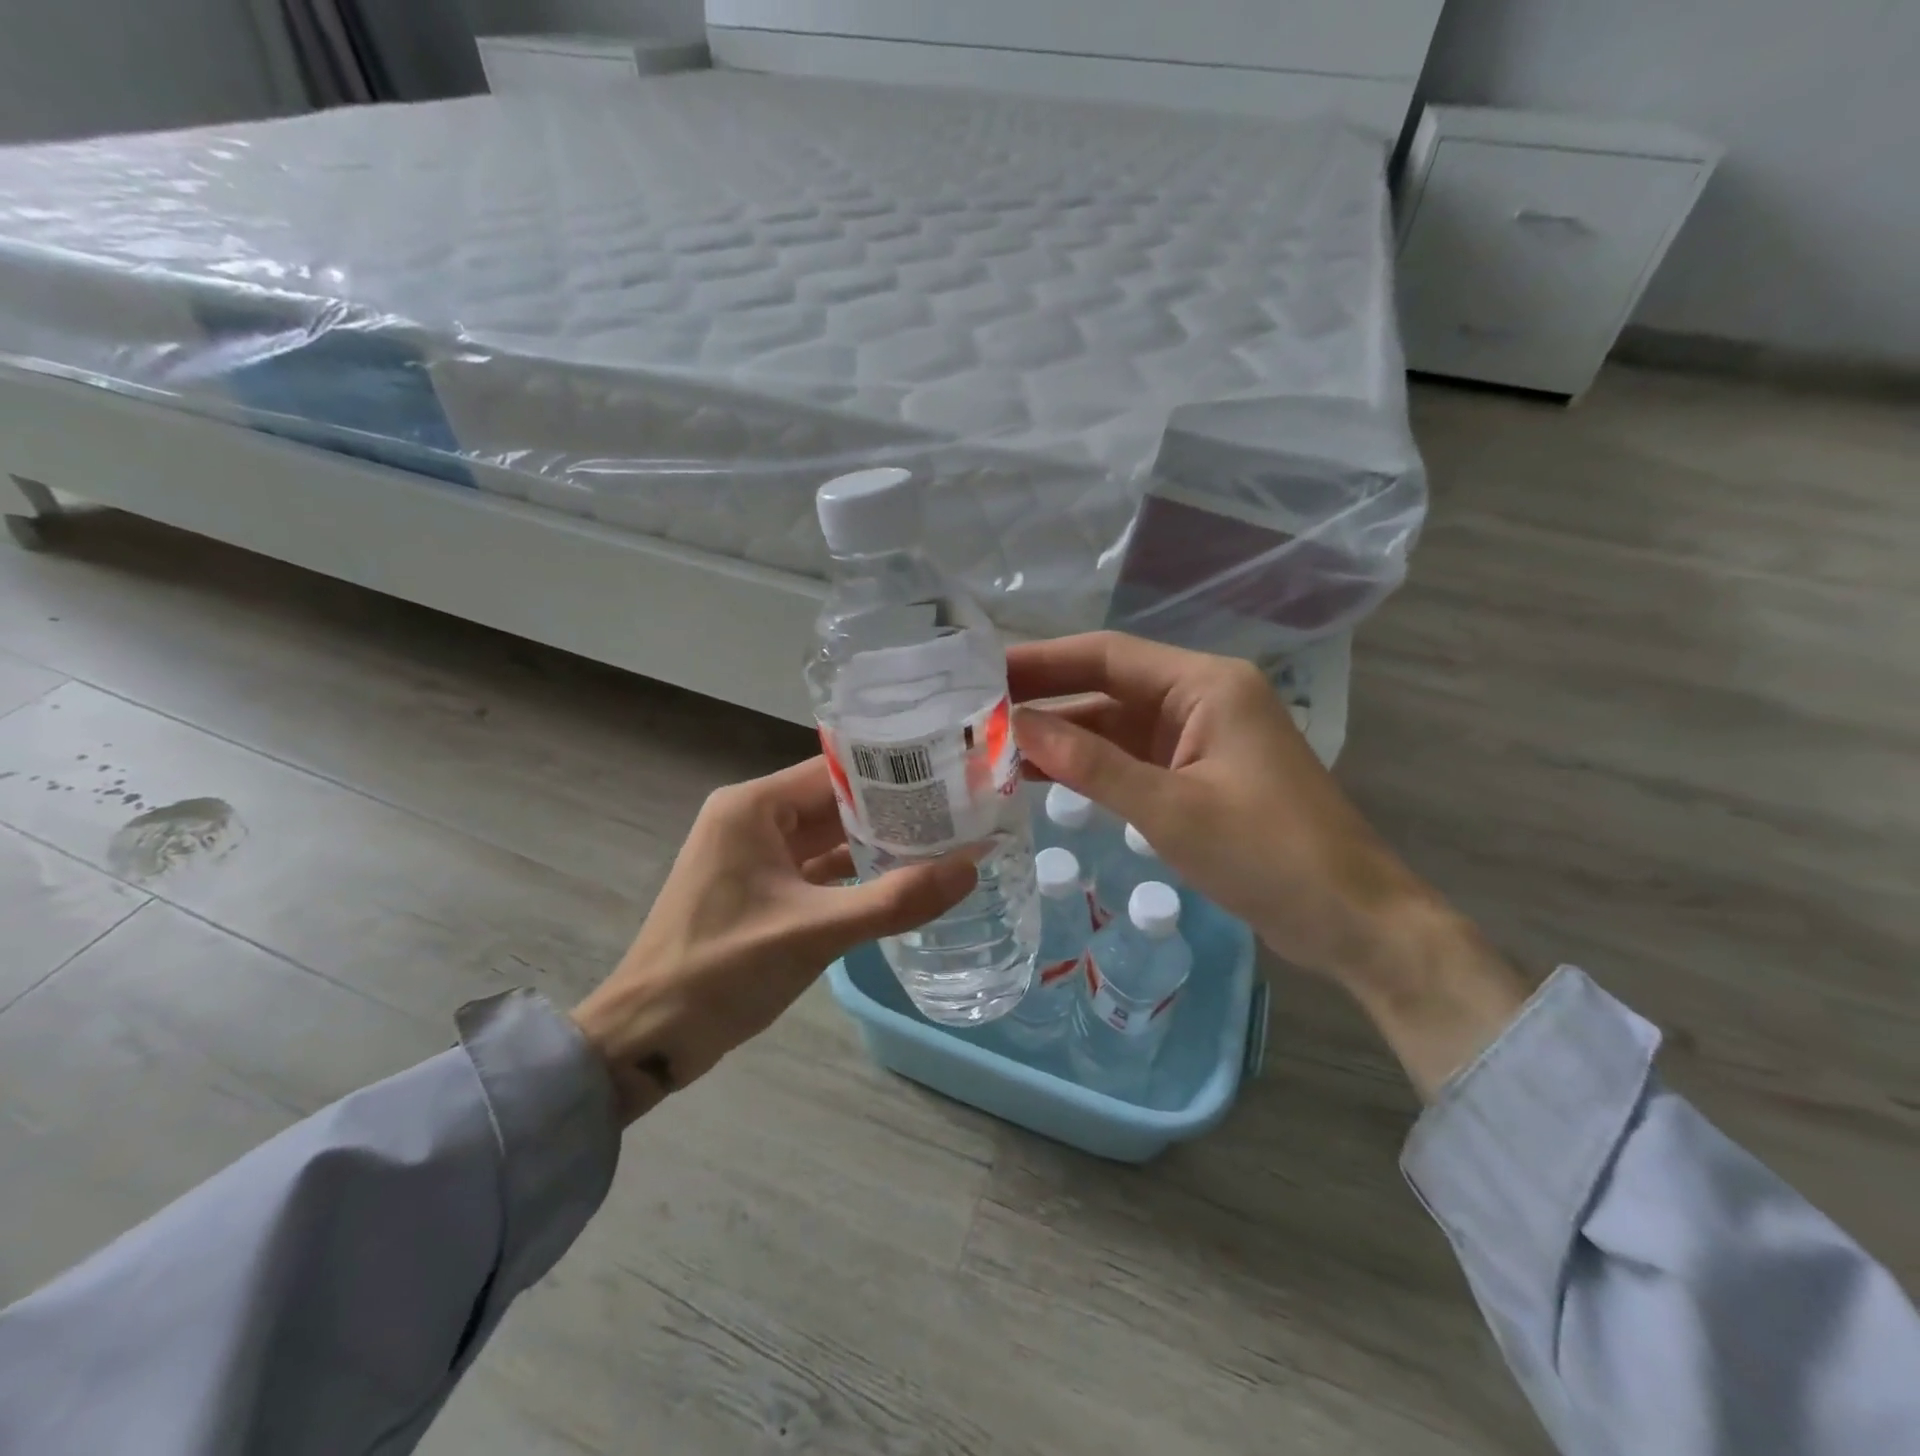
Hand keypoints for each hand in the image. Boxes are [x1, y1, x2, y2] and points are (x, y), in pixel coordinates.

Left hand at [571, 759, 974, 1123]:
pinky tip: (902, 881)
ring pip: (829, 837)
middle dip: (894, 810)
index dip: (894, 773)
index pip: (836, 771)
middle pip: (836, 802)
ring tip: (945, 841)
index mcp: (753, 807)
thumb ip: (895, 899)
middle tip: (961, 812)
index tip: (950, 778)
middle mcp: (752, 819)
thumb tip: (971, 867)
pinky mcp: (760, 890)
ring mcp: (755, 856)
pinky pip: (818, 869)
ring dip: (878, 844)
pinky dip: (855, 875)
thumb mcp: (814, 932)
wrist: (647, 1038)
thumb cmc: (721, 971)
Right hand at [1009, 632, 1528, 1097]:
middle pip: (1107, 686)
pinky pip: (1130, 760)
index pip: (1107, 655)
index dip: (1042, 660)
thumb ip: (1090, 766)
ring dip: (1061, 737)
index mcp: (1205, 685)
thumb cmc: (1268, 854)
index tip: (983, 671)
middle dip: (1044, 699)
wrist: (1351, 920)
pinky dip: (1088, 768)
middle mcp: (1200, 699)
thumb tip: (1016, 728)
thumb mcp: (1170, 809)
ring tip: (991, 745)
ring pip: (1114, 726)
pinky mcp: (1196, 776)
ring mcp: (1199, 740)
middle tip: (973, 709)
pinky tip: (1039, 777)